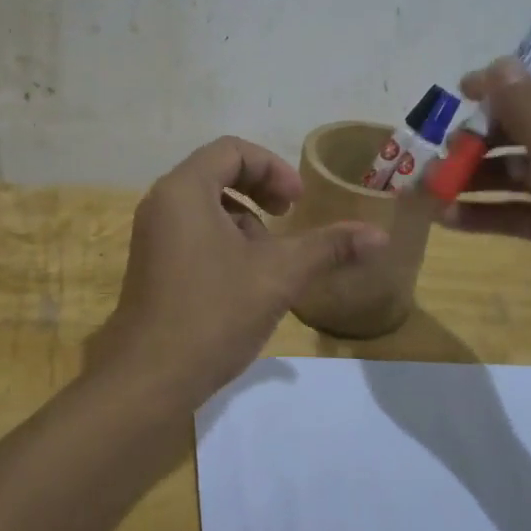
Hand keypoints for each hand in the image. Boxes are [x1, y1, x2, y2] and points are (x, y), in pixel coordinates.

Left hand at [97, 136, 386, 408]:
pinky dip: (223, 239)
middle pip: (216, 172)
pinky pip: (191, 230)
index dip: (273, 168)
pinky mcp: (151, 263)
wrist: (150, 379)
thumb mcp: (279, 275)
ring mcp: (151, 234)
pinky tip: (243, 280)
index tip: (297, 202)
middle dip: (259, 190)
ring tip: (268, 258)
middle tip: (288, 216)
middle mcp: (161, 202)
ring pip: (205, 204)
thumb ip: (328, 247)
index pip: (232, 150)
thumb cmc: (213, 314)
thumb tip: (380, 236)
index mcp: (184, 190)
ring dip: (243, 219)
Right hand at [443, 58, 530, 342]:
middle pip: (524, 126)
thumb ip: (523, 105)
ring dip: (474, 177)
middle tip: (444, 151)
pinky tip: (448, 218)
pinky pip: (519, 210)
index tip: (459, 94)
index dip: (502, 82)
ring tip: (431, 188)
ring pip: (516, 170)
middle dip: (479, 137)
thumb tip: (498, 63)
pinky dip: (486, 212)